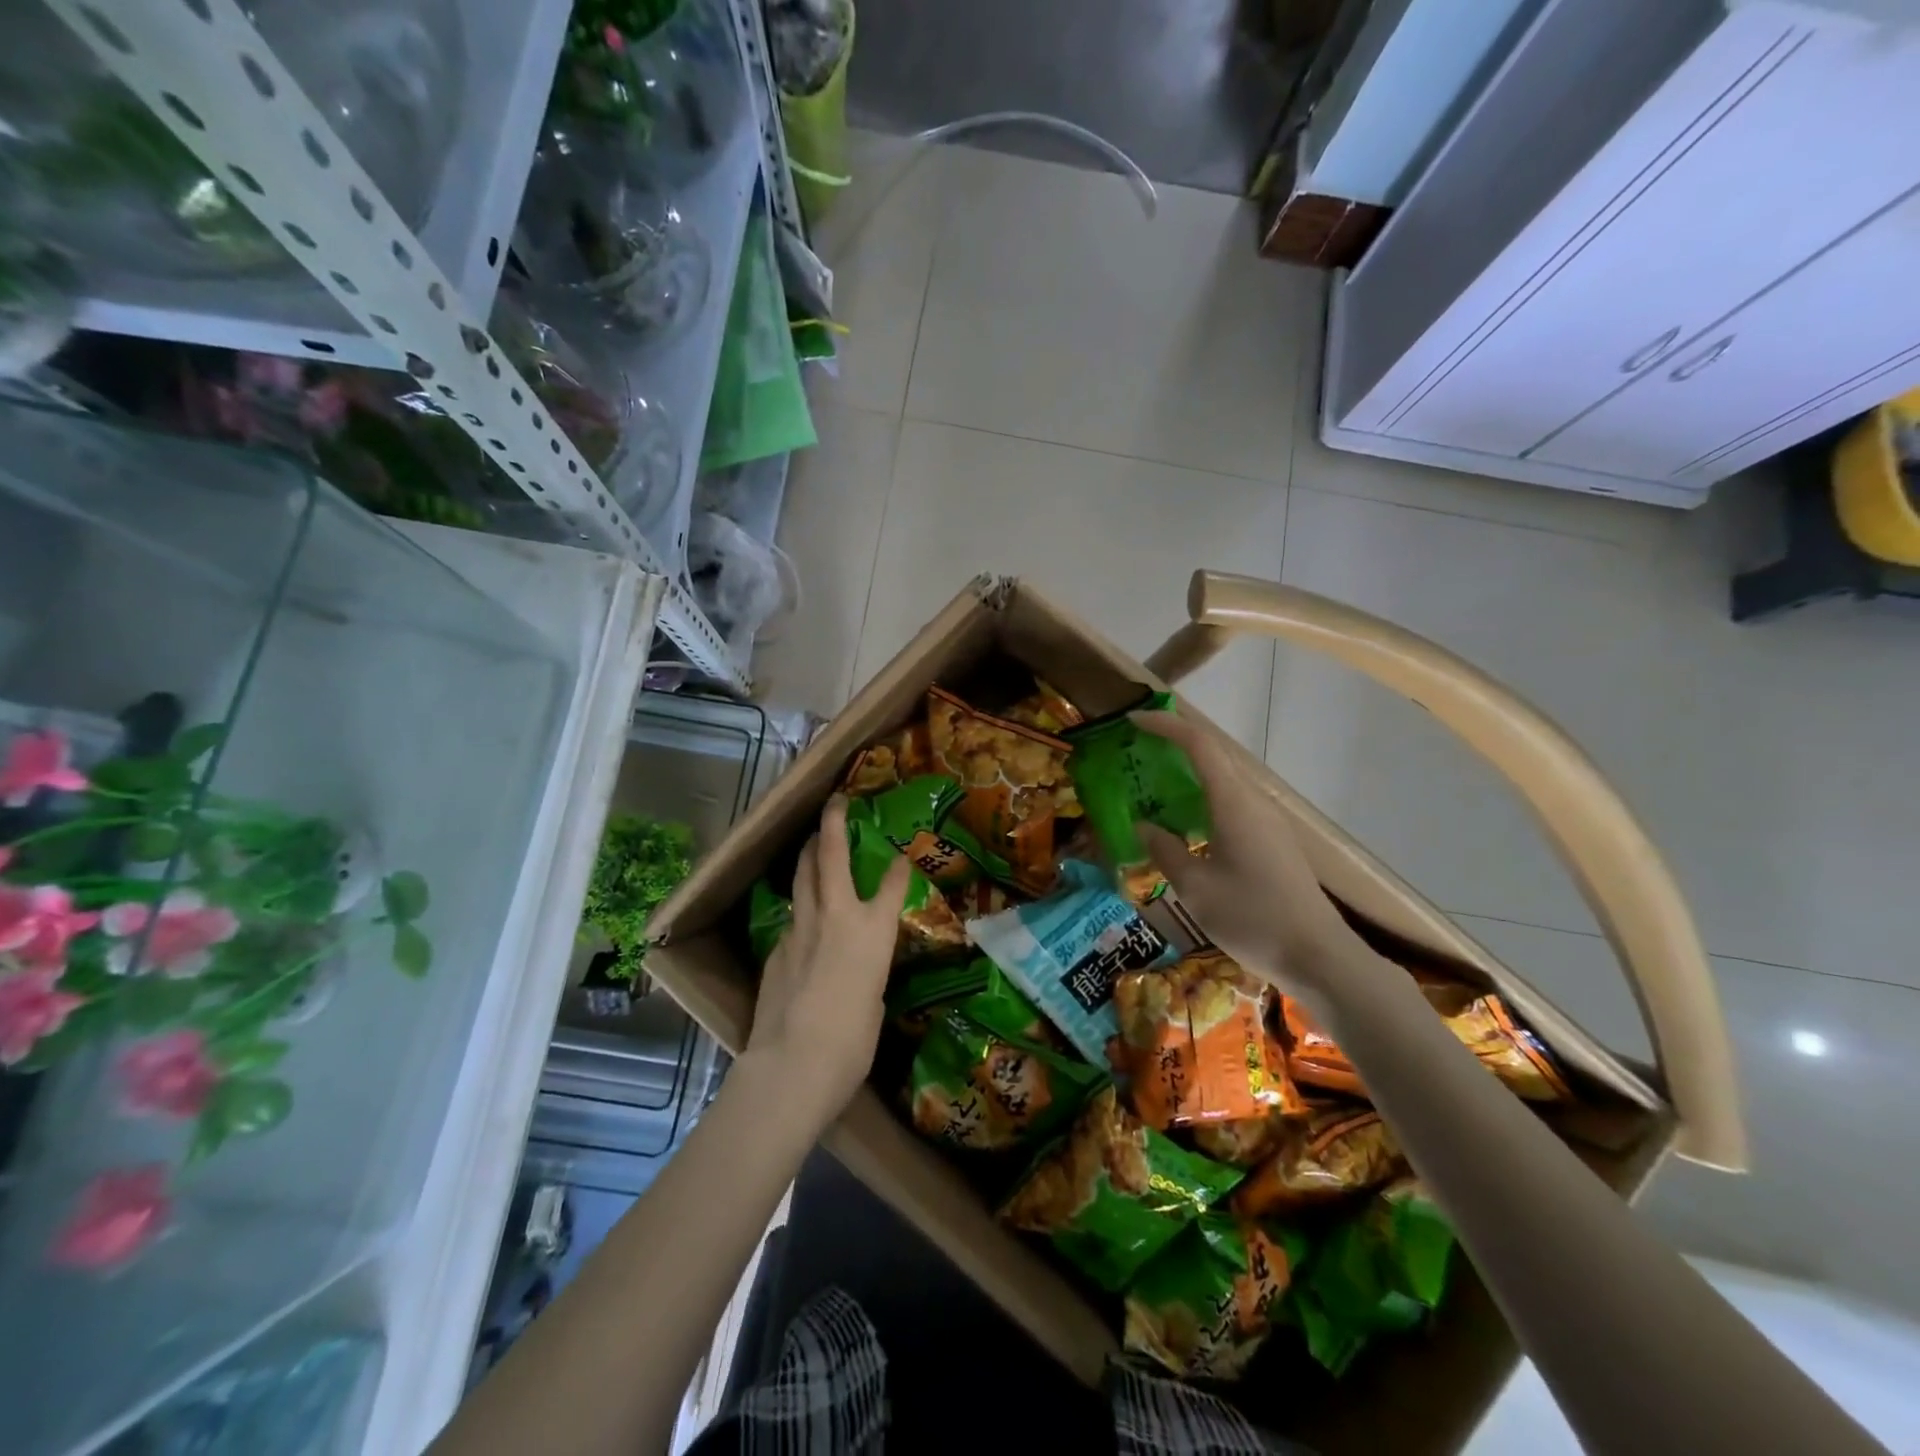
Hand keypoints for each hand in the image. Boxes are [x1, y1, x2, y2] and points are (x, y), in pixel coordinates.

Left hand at [744, 795, 910, 1133]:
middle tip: (835, 806)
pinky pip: (792, 916)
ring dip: (809, 855)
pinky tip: (803, 920)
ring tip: (813, 844)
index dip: (899, 865)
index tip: (901, 854)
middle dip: (832, 824)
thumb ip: (868, 970)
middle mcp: (835, 915)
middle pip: (828, 854)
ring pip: (802, 876)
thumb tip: (857, 967)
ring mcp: (800, 927)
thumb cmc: (853, 1041)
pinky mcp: (776, 947)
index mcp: (872, 929)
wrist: (794, 1062)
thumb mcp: (875, 999)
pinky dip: (801, 907)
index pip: (892, 882)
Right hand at [1133, 708, 1389, 1011]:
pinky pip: (1232, 803)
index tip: (1133, 719)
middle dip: (1174, 744)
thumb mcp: (1195, 888)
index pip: (1198, 744)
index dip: (1165, 724)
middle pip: (1213, 756)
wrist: (1318, 956)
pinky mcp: (1273, 841)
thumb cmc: (1252, 918)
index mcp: (1234, 803)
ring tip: (1153, 786)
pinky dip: (1202, 799)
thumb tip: (1145, 826)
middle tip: (1136, 752)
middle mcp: (1253, 802)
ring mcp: (1268, 821)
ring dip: (1188, 774)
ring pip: (1223, 780)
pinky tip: (1185, 824)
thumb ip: (1165, 850)